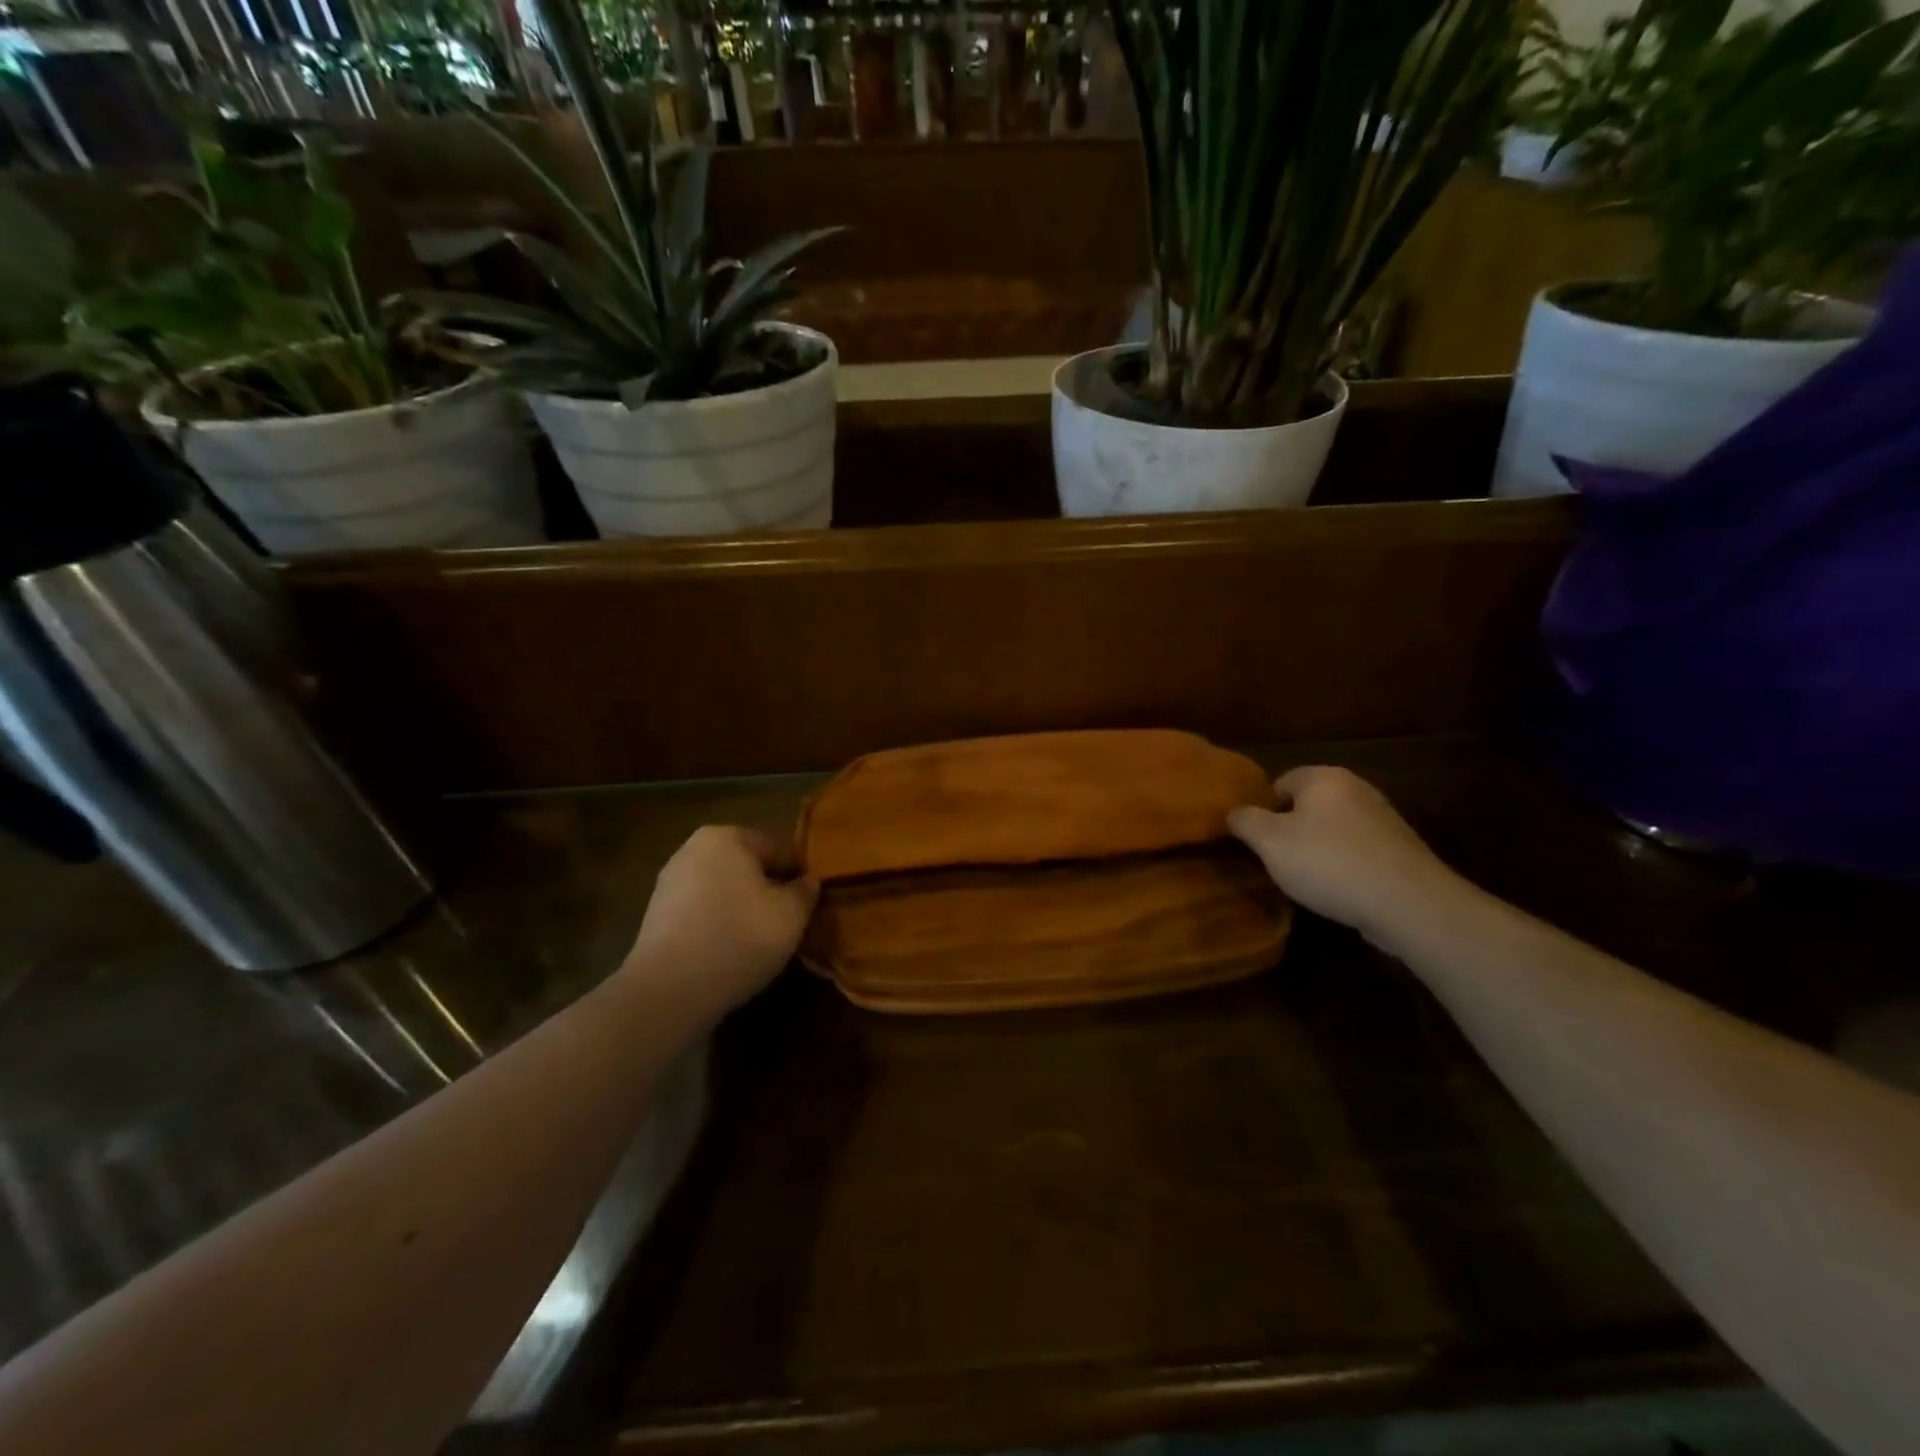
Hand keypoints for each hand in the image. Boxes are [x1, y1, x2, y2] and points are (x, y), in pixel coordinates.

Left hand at [624, 826, 818, 1018]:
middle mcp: (692, 849)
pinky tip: (729, 953)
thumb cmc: (739, 938)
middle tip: (786, 925)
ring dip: (742, 910)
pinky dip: (718, 926)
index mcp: (726, 836)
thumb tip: (808, 880)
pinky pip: (701, 913)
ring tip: (759, 943)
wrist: (669, 991)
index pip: (777, 849)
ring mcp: (669, 883)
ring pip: (723, 891)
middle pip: (747, 868)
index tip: (808, 906)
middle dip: (767, 891)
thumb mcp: (791, 914)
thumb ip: (805, 891)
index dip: (798, 877)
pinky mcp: (656, 916)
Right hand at [1228, 767, 1459, 947]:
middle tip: (1276, 860)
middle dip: (1290, 830)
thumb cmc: (1328, 863)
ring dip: (1318, 849)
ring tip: (1306, 880)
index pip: (1279, 783)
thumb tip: (1233, 813)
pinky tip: (1338, 890)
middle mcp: (1355, 788)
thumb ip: (1245, 821)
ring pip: (1333, 828)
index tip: (1256, 841)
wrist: (1408, 903)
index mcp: (1323, 777)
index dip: (1263, 811)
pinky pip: (1357, 850)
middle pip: (1308, 805)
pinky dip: (1344, 865)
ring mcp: (1383, 818)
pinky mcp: (1400, 849)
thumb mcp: (1270, 842)